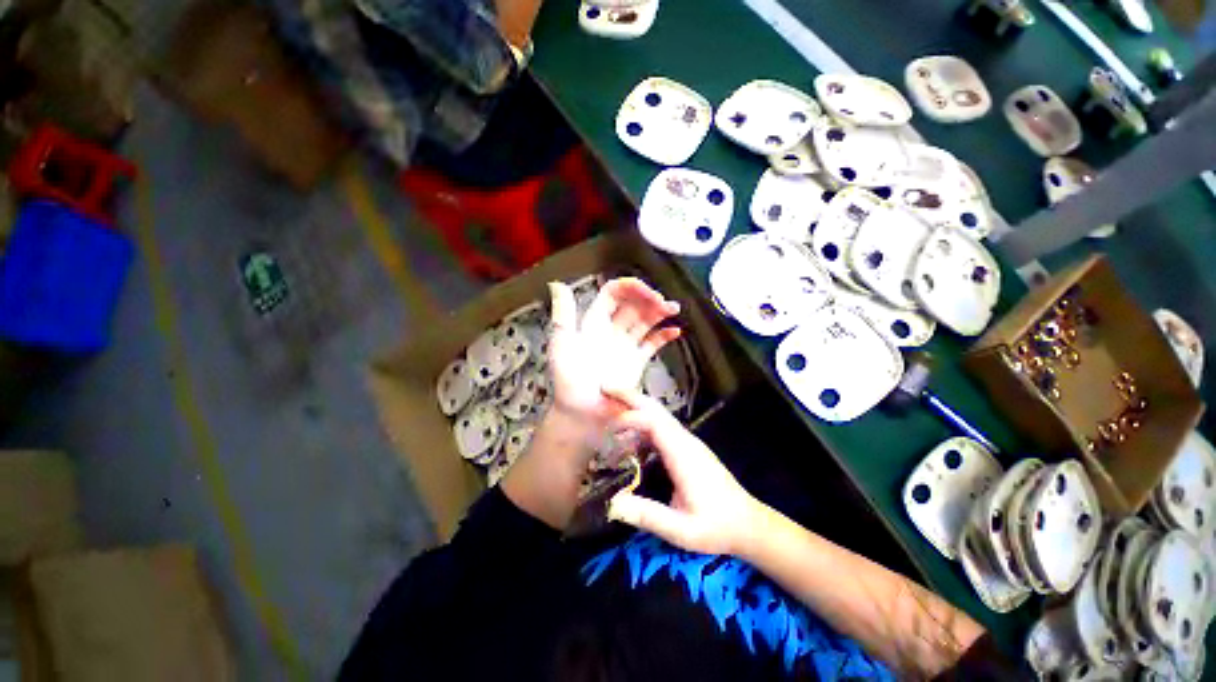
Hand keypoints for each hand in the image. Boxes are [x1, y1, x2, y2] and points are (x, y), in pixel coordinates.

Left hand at [499, 279, 679, 529]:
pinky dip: (664, 336)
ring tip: (674, 310)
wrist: (582, 416)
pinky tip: (676, 332)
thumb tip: (557, 284)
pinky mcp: (636, 363)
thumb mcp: (562, 347)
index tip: (648, 292)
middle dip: (649, 299)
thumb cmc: (569, 383)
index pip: (614, 295)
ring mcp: (625, 346)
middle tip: (665, 303)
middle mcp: (611, 331)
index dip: (631, 288)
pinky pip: (652, 344)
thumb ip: (563, 317)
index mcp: (594, 324)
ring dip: (660, 313)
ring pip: (645, 322)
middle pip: (633, 305)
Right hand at [605, 388, 764, 555]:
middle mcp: (685, 440)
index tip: (608, 427)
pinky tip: (628, 433)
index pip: (654, 422)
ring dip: (634, 406)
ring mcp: (687, 442)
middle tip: (603, 388)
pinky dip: (641, 422)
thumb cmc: (716, 526)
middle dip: (629, 396)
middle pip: (655, 409)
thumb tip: (612, 504)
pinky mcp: (686, 447)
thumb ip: (648, 516)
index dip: (630, 418)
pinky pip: (660, 426)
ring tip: (609, 406)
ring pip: (658, 414)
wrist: (748, 524)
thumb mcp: (682, 530)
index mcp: (683, 454)